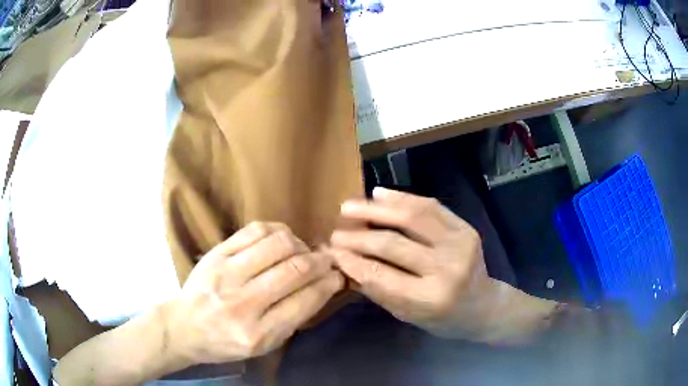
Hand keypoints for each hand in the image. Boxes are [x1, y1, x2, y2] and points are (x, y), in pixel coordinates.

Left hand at [164, 222, 343, 365]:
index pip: (304, 301)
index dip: (328, 283)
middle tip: (328, 259)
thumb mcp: (264, 345)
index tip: (339, 275)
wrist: (185, 326)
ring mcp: (226, 274)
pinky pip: (254, 231)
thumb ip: (293, 318)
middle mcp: (243, 304)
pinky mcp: (216, 254)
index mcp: (258, 333)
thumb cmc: (227, 342)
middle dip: (320, 261)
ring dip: (300, 245)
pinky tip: (282, 238)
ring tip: (302, 251)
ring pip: (277, 245)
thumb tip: (322, 286)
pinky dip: (277, 230)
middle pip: (294, 270)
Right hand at [330, 188, 556, 343]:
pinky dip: (402, 198)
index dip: (352, 261)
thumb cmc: (442, 318)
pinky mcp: (465, 227)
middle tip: (336, 232)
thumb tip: (344, 264)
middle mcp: (446, 268)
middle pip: (393, 244)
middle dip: (358, 237)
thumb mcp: (407, 314)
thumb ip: (377, 288)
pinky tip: (379, 194)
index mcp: (429, 298)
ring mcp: (459, 244)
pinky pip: (430, 206)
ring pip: (411, 216)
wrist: (483, 306)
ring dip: (376, 209)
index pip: (380, 275)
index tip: (331, 252)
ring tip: (350, 206)